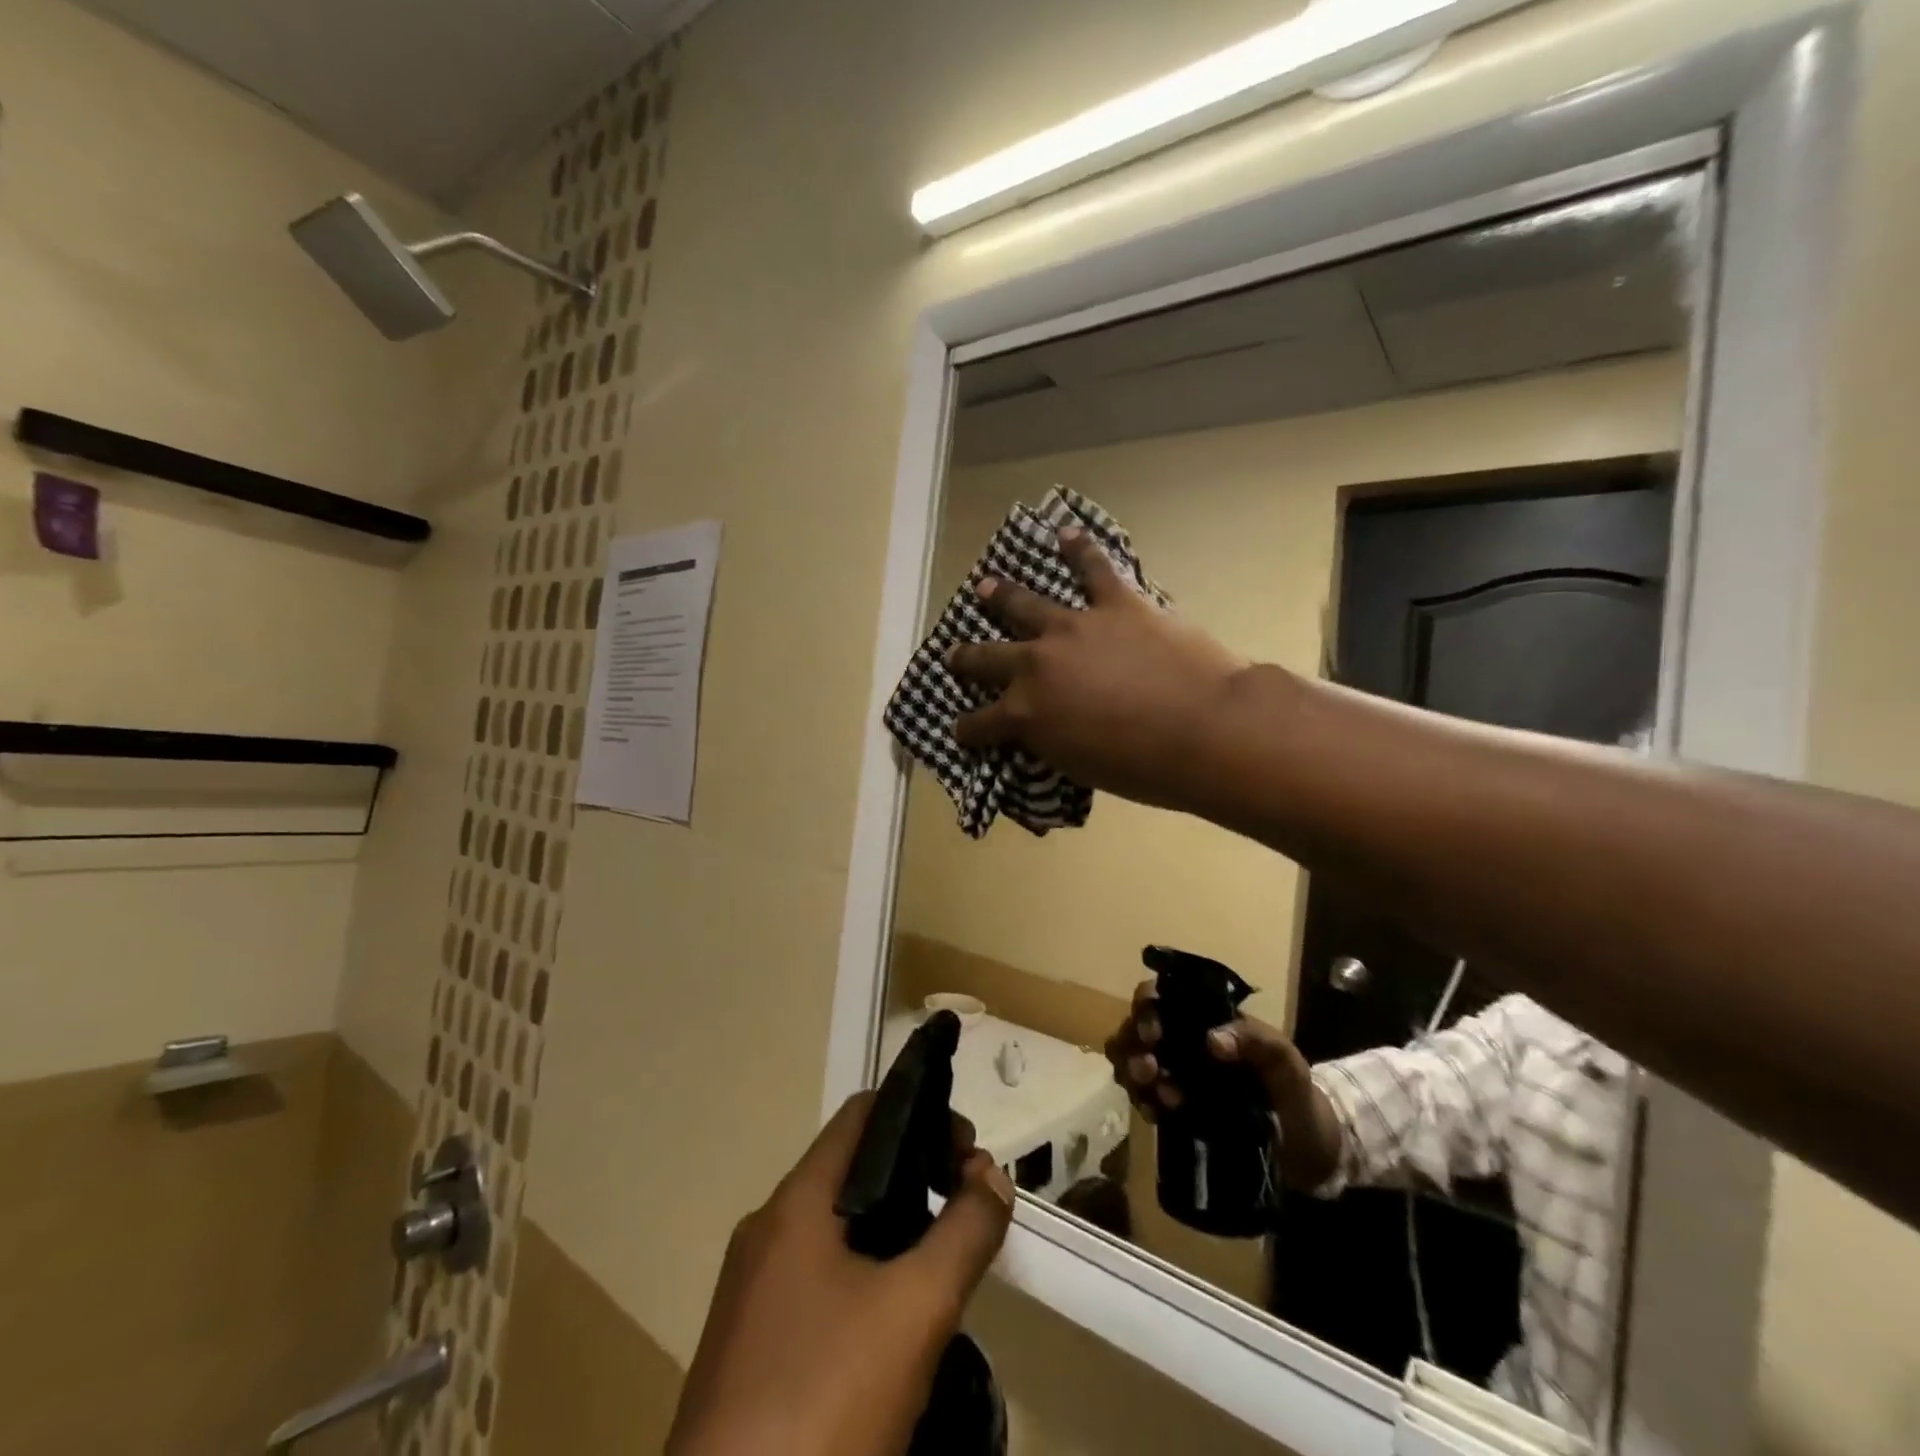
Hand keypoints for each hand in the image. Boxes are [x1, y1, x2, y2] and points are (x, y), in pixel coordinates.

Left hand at [666, 1095, 1014, 1455]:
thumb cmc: (822, 1404)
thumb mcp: (915, 1312)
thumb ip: (964, 1233)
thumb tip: (992, 1176)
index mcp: (795, 1203)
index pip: (862, 1114)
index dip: (921, 1114)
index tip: (968, 1155)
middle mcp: (767, 1231)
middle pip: (853, 1169)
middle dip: (917, 1176)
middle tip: (967, 1210)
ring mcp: (752, 1292)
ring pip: (837, 1229)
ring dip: (895, 1229)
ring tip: (943, 1265)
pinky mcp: (750, 1348)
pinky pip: (818, 1280)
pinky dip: (865, 1275)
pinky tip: (895, 1327)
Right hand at [947, 528, 1250, 810]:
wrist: (1205, 729)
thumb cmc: (1145, 767)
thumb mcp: (1079, 766)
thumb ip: (1050, 741)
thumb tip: (1043, 728)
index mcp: (1025, 713)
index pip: (979, 724)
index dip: (966, 729)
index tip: (960, 730)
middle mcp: (1035, 664)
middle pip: (988, 659)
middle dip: (966, 660)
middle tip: (953, 656)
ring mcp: (1073, 627)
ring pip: (1025, 605)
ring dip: (1002, 595)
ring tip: (985, 586)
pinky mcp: (1115, 603)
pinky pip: (1093, 568)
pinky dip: (1079, 549)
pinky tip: (1066, 534)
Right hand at [1103, 981, 1341, 1188]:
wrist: (1306, 1152)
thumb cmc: (1296, 1094)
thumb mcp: (1285, 1062)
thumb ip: (1255, 1042)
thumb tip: (1212, 1040)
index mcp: (1204, 1020)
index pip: (1161, 996)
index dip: (1147, 1008)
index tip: (1154, 1034)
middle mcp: (1181, 1041)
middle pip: (1136, 1028)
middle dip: (1132, 1045)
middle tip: (1148, 1069)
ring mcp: (1174, 1074)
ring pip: (1131, 1059)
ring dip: (1131, 1073)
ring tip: (1154, 1097)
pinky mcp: (1172, 1108)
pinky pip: (1142, 1096)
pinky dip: (1141, 1102)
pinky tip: (1155, 1115)